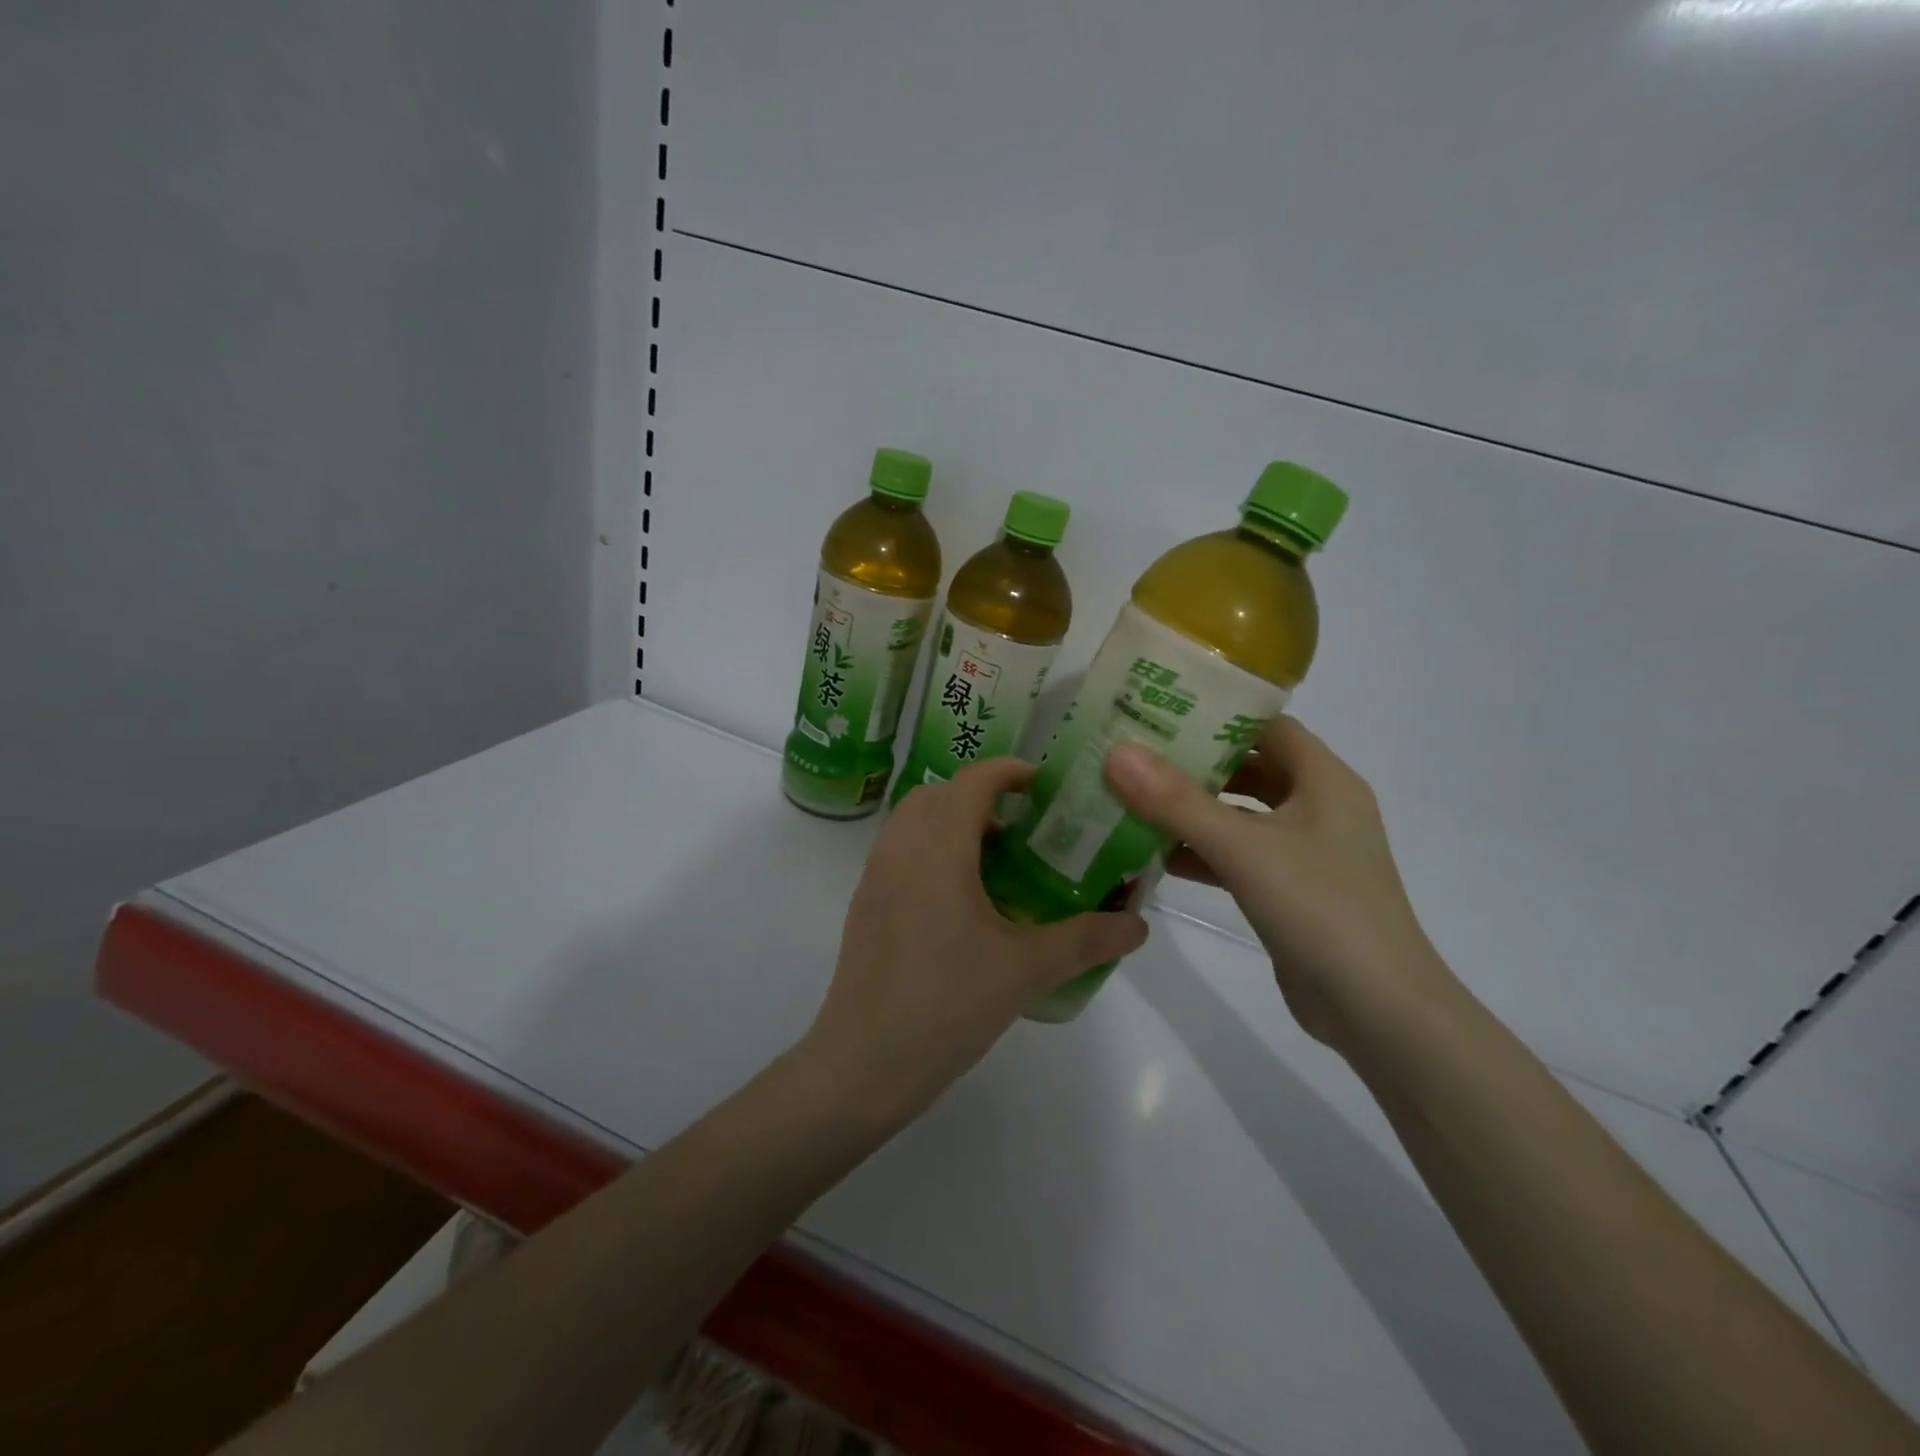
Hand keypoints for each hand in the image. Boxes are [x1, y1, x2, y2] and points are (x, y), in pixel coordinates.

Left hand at [802, 758, 1148, 1122]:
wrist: (863, 1063)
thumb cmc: (947, 1004)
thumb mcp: (1026, 970)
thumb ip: (1086, 940)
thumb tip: (1137, 926)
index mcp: (939, 848)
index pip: (973, 781)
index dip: (1010, 771)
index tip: (1045, 786)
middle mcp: (900, 848)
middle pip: (939, 794)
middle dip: (982, 796)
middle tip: (1024, 828)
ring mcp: (875, 876)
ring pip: (914, 821)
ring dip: (952, 823)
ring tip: (995, 863)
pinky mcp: (864, 904)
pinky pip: (899, 852)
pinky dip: (930, 850)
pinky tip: (961, 901)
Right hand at [1104, 717, 1457, 1054]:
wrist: (1378, 1011)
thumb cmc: (1321, 910)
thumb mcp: (1244, 848)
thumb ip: (1177, 801)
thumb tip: (1118, 753)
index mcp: (1324, 780)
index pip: (1266, 725)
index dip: (1216, 713)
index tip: (1158, 710)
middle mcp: (1318, 807)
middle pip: (1249, 768)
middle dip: (1194, 762)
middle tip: (1134, 754)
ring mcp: (1305, 851)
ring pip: (1240, 815)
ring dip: (1193, 810)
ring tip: (1132, 799)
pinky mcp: (1290, 889)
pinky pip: (1239, 855)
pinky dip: (1202, 851)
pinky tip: (1156, 856)